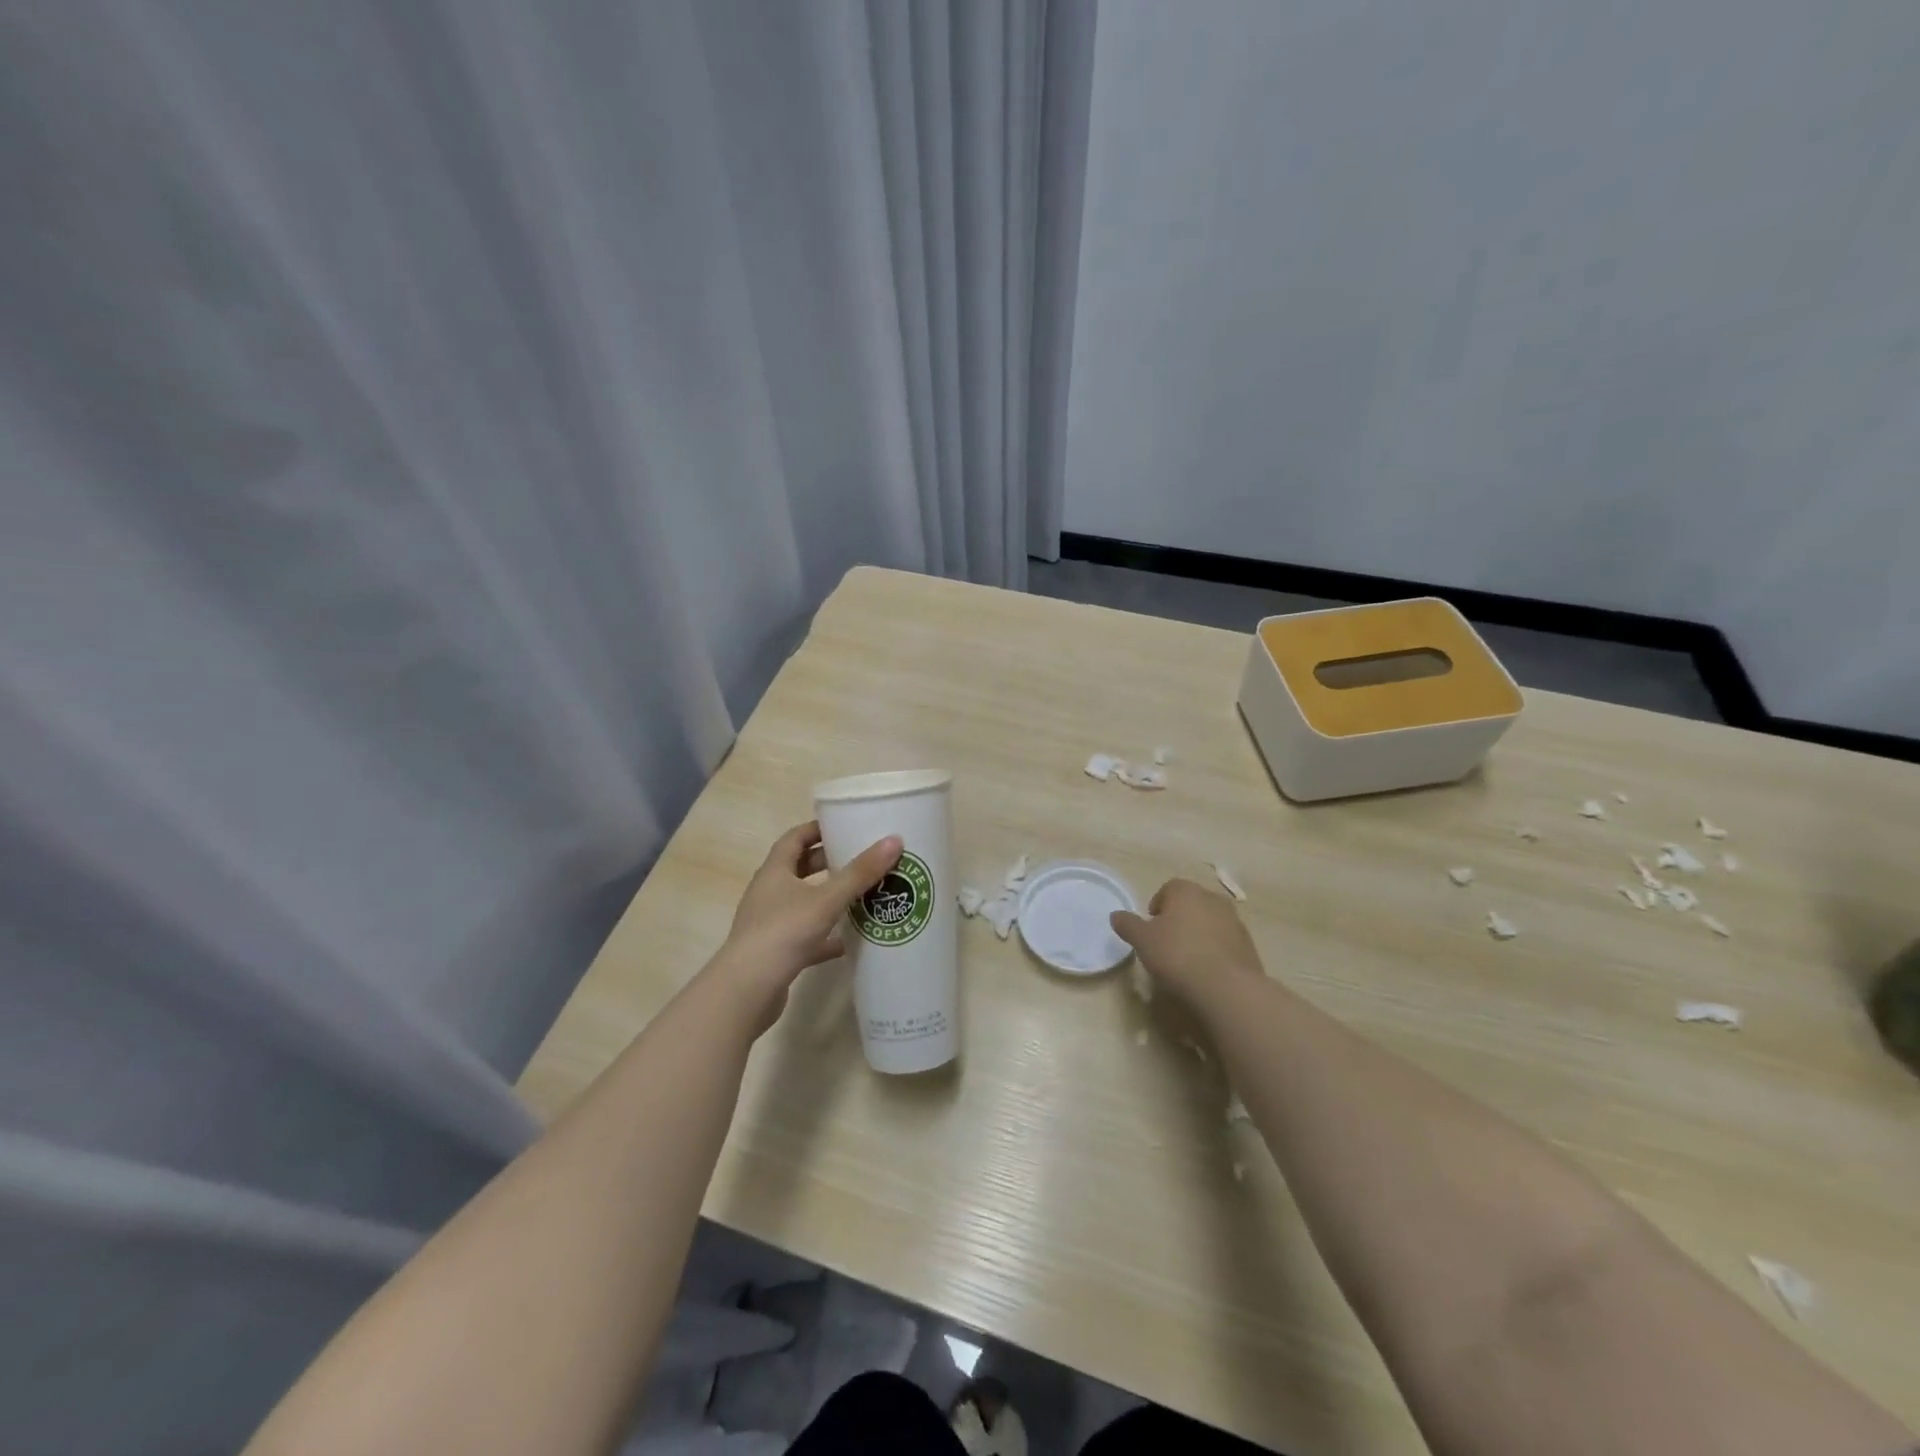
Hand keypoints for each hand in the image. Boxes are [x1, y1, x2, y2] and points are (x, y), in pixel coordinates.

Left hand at [709, 821, 902, 1034]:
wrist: (747, 990)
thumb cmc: (783, 932)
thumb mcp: (826, 899)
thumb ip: (860, 873)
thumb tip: (894, 841)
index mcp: (775, 871)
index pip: (795, 838)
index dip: (817, 829)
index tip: (844, 825)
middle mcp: (769, 892)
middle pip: (799, 869)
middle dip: (828, 862)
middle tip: (860, 858)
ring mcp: (770, 923)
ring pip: (803, 902)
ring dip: (828, 899)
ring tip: (861, 895)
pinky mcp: (776, 951)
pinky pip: (805, 936)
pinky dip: (825, 936)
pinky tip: (848, 942)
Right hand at [1111, 877, 1263, 1002]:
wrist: (1226, 986)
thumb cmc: (1177, 954)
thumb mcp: (1142, 940)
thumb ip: (1128, 925)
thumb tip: (1116, 915)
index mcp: (1186, 890)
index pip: (1168, 889)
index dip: (1156, 908)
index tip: (1150, 930)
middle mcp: (1212, 898)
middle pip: (1190, 904)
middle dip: (1179, 919)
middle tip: (1166, 944)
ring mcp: (1234, 921)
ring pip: (1210, 922)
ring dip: (1199, 935)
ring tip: (1187, 961)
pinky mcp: (1248, 945)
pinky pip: (1225, 942)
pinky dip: (1215, 951)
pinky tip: (1206, 972)